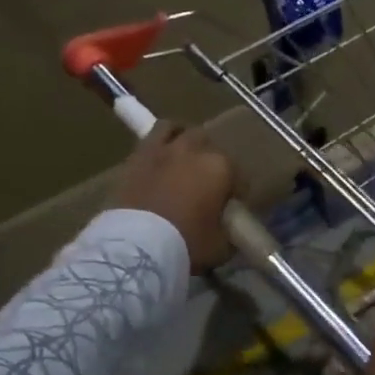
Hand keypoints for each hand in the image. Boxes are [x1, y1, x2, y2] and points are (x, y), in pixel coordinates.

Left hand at [112, 124, 235, 272]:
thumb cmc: (187, 242)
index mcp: (221, 167)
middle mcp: (194, 149)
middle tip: (206, 182)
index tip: (231, 207)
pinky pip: (151, 138)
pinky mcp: (136, 156)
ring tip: (182, 158)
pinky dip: (158, 146)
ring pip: (177, 129)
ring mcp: (163, 149)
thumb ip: (228, 230)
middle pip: (208, 144)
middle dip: (210, 160)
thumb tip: (228, 229)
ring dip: (182, 139)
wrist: (138, 245)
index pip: (238, 175)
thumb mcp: (221, 245)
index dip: (236, 192)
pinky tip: (159, 162)